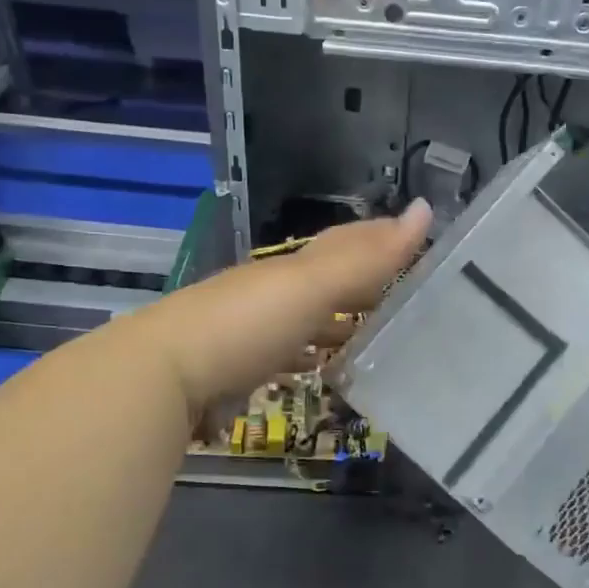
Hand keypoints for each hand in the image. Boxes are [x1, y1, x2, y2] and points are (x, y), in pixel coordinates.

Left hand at [128, 200, 432, 417]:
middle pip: (325, 282)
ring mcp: (251, 335)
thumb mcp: (310, 285)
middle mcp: (270, 294)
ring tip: (379, 336)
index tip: (418, 236)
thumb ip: (366, 257)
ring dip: (339, 323)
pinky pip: (286, 359)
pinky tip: (324, 371)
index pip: (343, 244)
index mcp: (288, 270)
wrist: (161, 378)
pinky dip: (310, 359)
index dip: (381, 237)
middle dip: (363, 282)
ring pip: (307, 322)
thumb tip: (426, 209)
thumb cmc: (245, 324)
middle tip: (409, 293)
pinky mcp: (238, 375)